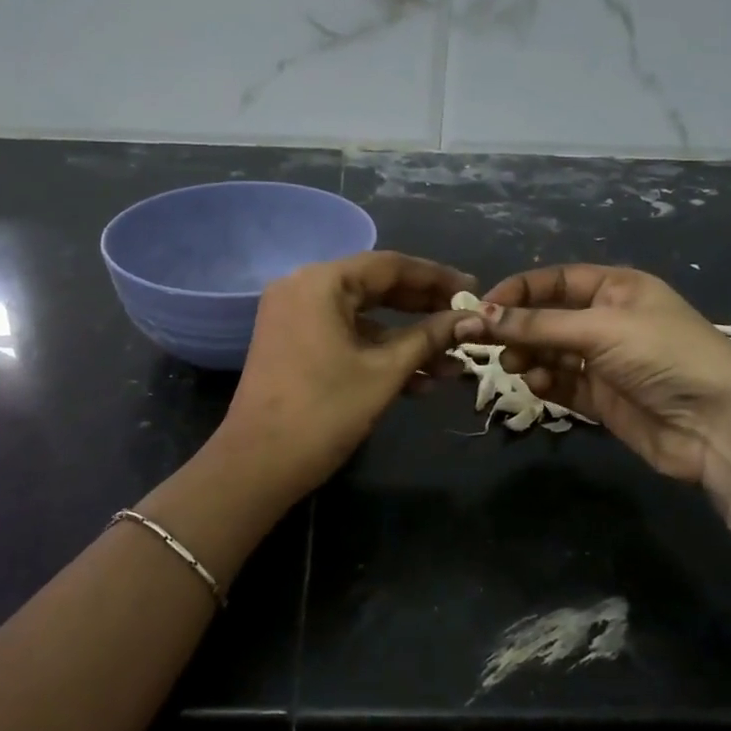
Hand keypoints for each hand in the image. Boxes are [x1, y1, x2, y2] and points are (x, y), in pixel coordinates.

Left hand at [218, 251, 474, 503]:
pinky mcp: (294, 345)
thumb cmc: (324, 412)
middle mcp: (303, 288)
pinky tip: (419, 381)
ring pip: (364, 317)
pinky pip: (345, 336)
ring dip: (406, 340)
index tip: (473, 289)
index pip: (390, 265)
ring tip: (452, 364)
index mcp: (321, 282)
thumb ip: (429, 337)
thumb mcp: (384, 372)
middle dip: (424, 308)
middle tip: (465, 320)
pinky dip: (378, 353)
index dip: (437, 277)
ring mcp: (295, 317)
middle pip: (376, 287)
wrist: (257, 466)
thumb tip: (471, 319)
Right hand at [456, 264, 730, 505]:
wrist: (718, 425)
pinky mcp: (602, 399)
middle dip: (519, 328)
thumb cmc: (663, 355)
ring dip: (529, 356)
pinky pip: (562, 383)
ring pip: (550, 352)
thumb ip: (538, 324)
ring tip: (516, 366)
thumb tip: (482, 313)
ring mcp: (605, 361)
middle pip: (548, 318)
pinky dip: (545, 382)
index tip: (484, 307)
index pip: (556, 280)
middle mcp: (608, 320)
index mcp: (616, 288)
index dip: (519, 290)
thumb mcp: (599, 328)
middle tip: (489, 344)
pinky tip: (538, 385)